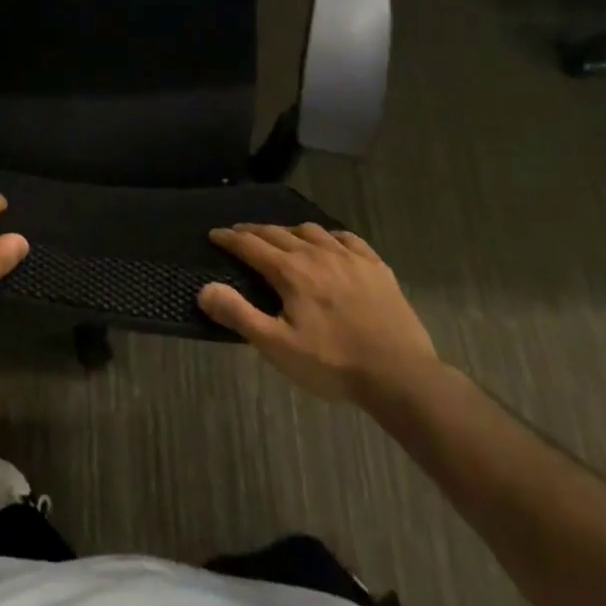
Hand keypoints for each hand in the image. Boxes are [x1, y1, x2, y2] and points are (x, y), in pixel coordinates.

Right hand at [197, 224, 440, 406]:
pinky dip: (330, 236)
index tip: (214, 234)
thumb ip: (239, 315)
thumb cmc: (333, 363)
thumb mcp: (278, 347)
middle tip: (239, 234)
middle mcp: (316, 253)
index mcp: (290, 271)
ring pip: (311, 230)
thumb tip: (204, 290)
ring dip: (289, 231)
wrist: (400, 375)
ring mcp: (349, 257)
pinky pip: (347, 238)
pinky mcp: (376, 266)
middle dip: (254, 231)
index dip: (229, 238)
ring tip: (282, 237)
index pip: (250, 245)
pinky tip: (329, 243)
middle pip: (278, 233)